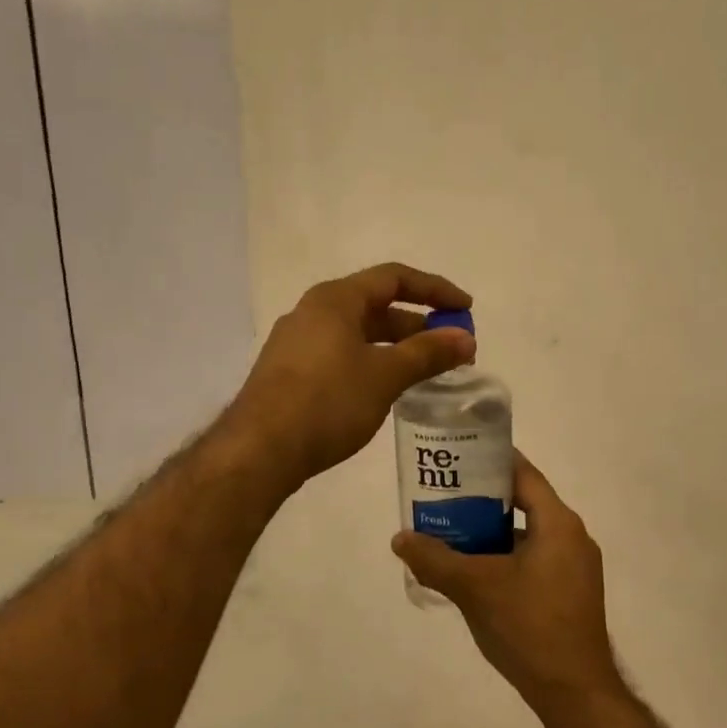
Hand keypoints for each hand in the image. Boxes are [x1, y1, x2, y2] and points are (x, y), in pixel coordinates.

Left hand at [229, 263, 474, 487]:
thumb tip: (466, 339)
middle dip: (417, 324)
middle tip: (450, 348)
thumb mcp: (385, 375)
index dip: (435, 290)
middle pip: (376, 305)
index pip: (394, 278)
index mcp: (335, 299)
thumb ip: (428, 353)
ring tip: (425, 371)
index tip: (465, 310)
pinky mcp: (290, 373)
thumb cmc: (328, 402)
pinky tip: (385, 389)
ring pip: (358, 334)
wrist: (260, 450)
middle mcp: (313, 312)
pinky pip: (341, 355)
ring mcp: (297, 343)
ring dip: (395, 347)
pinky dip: (372, 362)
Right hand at [392, 454, 620, 712]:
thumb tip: (400, 539)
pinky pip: (534, 560)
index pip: (524, 474)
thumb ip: (435, 560)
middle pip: (524, 503)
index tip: (458, 455)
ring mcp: (575, 567)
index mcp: (559, 523)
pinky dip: (505, 558)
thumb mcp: (475, 588)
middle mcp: (573, 537)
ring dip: (492, 533)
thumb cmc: (528, 626)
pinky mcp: (571, 593)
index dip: (491, 461)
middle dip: (482, 500)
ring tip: (451, 533)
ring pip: (527, 535)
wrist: (574, 692)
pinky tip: (475, 573)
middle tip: (443, 496)